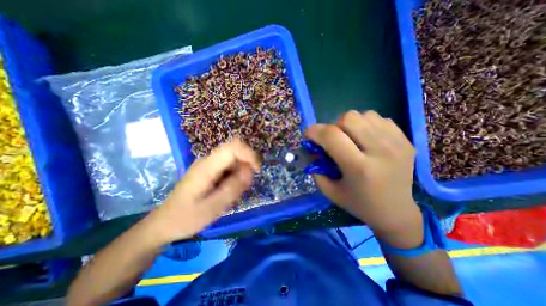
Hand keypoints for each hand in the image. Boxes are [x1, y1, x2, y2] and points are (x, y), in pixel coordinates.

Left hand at [148, 140, 260, 244]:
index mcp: (207, 167)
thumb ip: (233, 188)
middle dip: (246, 165)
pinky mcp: (210, 170)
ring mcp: (208, 164)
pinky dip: (235, 176)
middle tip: (245, 186)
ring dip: (241, 172)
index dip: (249, 154)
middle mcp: (208, 160)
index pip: (232, 147)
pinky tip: (228, 190)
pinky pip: (229, 166)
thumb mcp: (213, 207)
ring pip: (233, 159)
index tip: (257, 170)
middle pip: (235, 151)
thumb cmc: (186, 218)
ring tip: (234, 192)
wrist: (164, 223)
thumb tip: (250, 170)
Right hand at [307, 110, 421, 248]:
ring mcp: (397, 143)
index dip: (315, 131)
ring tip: (351, 139)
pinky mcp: (406, 139)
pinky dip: (366, 124)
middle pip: (349, 118)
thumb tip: (312, 147)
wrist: (396, 211)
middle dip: (333, 126)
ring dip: (350, 124)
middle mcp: (380, 151)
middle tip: (333, 140)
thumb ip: (316, 167)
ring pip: (363, 115)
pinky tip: (366, 139)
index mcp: (359, 168)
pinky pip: (378, 118)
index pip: (332, 136)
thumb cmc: (358, 203)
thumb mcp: (329, 190)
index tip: (308, 135)